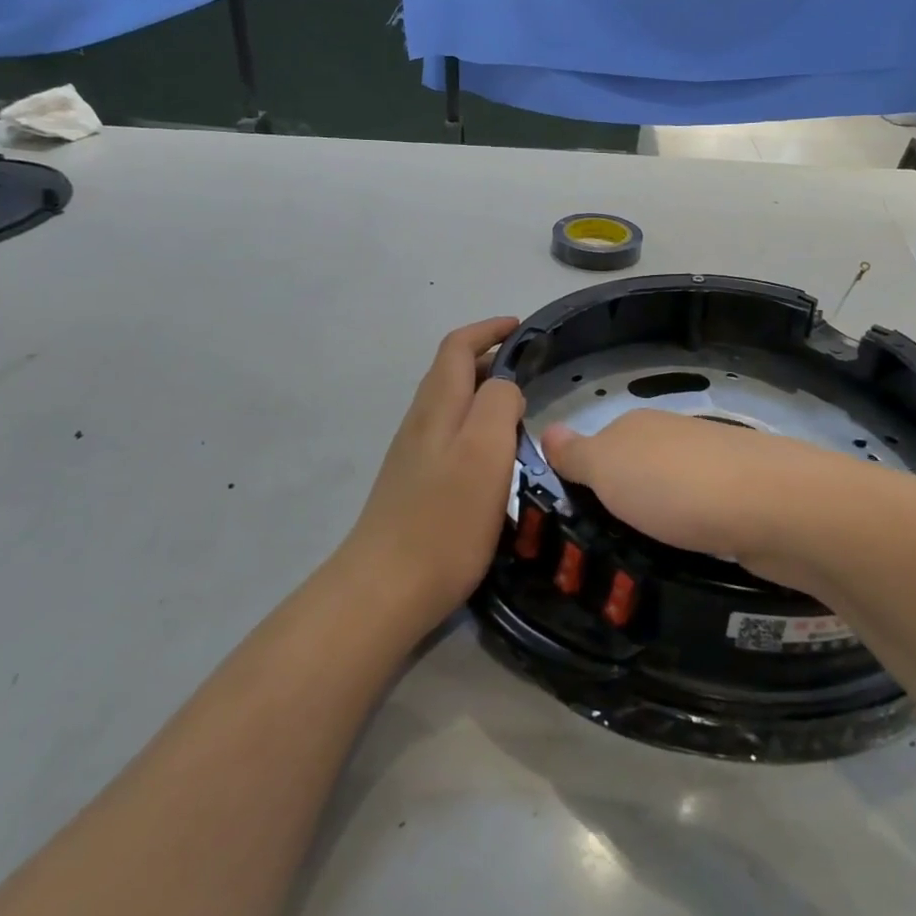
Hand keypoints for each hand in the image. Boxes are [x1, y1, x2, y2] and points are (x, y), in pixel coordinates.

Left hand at [340, 317, 526, 619]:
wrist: (387, 587)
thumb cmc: (444, 518)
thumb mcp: (484, 452)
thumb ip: (498, 405)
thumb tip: (505, 387)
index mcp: (438, 407)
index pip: (457, 347)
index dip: (488, 330)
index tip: (521, 327)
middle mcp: (421, 422)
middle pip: (450, 373)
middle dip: (487, 358)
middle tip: (529, 368)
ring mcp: (413, 454)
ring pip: (449, 405)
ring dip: (481, 393)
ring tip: (518, 409)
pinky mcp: (414, 484)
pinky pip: (448, 436)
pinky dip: (474, 426)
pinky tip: (492, 455)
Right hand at [541, 409, 866, 595]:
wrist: (777, 508)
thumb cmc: (677, 486)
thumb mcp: (608, 468)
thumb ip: (576, 454)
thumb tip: (547, 428)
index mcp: (637, 425)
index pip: (595, 448)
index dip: (581, 480)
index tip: (570, 522)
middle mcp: (675, 437)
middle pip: (635, 470)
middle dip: (620, 503)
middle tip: (600, 551)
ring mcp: (714, 466)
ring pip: (671, 494)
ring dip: (658, 520)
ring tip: (640, 561)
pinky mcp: (745, 499)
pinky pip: (704, 516)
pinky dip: (693, 534)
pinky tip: (689, 557)